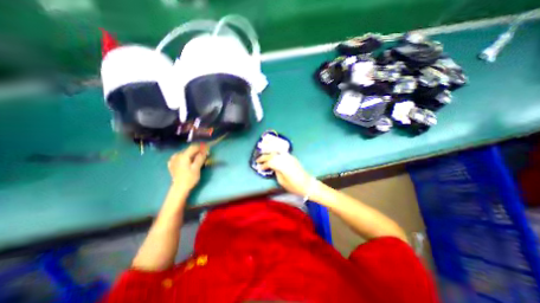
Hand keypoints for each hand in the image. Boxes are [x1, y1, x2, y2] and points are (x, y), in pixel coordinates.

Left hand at [168, 144, 207, 191]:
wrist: (179, 188)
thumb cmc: (190, 178)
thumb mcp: (197, 168)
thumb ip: (200, 158)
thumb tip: (204, 151)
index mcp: (184, 156)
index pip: (194, 147)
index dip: (201, 147)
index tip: (207, 149)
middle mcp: (177, 156)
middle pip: (189, 150)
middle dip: (197, 151)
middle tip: (204, 155)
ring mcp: (173, 160)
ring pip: (185, 153)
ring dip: (191, 154)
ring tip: (197, 158)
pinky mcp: (172, 164)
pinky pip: (180, 157)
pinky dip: (185, 157)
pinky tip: (187, 160)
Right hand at [256, 153, 312, 196]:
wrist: (307, 184)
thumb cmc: (294, 186)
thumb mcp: (282, 181)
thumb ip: (276, 172)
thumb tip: (272, 167)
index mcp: (282, 165)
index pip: (270, 162)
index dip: (263, 165)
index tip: (260, 168)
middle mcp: (285, 159)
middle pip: (272, 155)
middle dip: (264, 157)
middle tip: (258, 160)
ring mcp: (289, 157)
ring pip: (277, 152)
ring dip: (269, 153)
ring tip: (264, 155)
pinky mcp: (292, 157)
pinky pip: (282, 153)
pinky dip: (276, 153)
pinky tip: (273, 155)